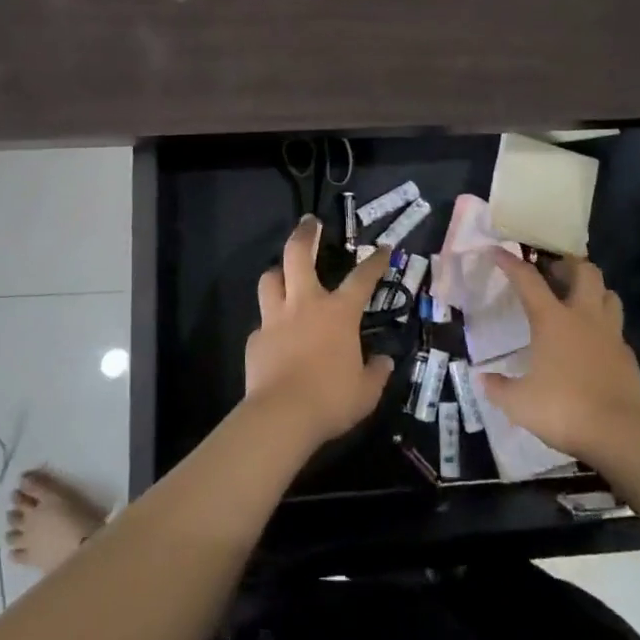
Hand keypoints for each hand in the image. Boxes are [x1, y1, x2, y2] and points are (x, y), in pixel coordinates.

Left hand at [245, 217, 394, 449]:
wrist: (281, 416)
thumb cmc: (331, 399)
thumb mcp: (366, 391)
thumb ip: (376, 373)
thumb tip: (383, 362)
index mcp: (338, 313)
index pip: (361, 278)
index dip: (374, 261)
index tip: (382, 248)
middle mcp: (305, 305)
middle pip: (298, 255)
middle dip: (305, 234)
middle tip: (309, 222)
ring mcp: (275, 319)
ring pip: (270, 279)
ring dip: (278, 272)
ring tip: (283, 273)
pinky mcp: (255, 339)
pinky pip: (262, 323)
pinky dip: (269, 323)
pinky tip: (274, 335)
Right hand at [478, 250, 639, 460]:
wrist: (619, 434)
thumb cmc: (563, 409)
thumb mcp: (519, 403)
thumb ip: (498, 388)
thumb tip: (482, 378)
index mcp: (552, 320)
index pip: (528, 280)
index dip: (511, 262)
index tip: (498, 250)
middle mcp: (583, 317)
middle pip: (584, 271)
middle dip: (568, 263)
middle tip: (553, 271)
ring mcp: (610, 334)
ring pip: (609, 294)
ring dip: (594, 290)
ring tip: (578, 299)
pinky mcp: (628, 355)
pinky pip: (617, 329)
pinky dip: (605, 327)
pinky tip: (595, 343)